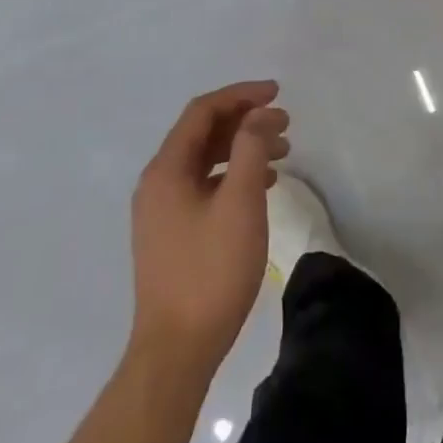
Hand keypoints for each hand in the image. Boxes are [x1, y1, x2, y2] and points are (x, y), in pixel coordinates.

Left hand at [129, 80, 290, 375]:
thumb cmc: (211, 270)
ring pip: (205, 161)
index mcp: (166, 169)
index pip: (203, 111)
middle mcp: (157, 183)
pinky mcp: (171, 233)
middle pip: (202, 133)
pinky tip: (264, 186)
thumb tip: (261, 114)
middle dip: (245, 121)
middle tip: (285, 122)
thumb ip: (251, 148)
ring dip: (242, 148)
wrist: (177, 349)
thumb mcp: (240, 202)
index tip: (277, 93)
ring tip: (283, 152)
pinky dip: (233, 175)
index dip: (241, 95)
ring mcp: (161, 210)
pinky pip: (204, 186)